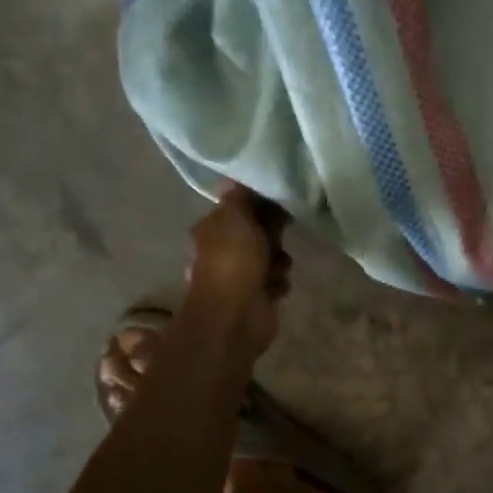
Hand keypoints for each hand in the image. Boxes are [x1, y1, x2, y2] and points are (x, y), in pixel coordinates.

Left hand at [185, 184, 291, 355]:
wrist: (235, 316)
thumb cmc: (233, 261)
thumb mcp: (236, 217)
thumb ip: (240, 197)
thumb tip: (235, 177)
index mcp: (213, 228)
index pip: (240, 207)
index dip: (260, 203)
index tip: (279, 202)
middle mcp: (223, 250)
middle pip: (258, 231)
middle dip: (273, 234)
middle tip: (279, 237)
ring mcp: (239, 274)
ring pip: (271, 256)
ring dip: (279, 260)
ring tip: (277, 268)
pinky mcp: (256, 295)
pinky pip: (276, 280)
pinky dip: (278, 283)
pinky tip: (275, 287)